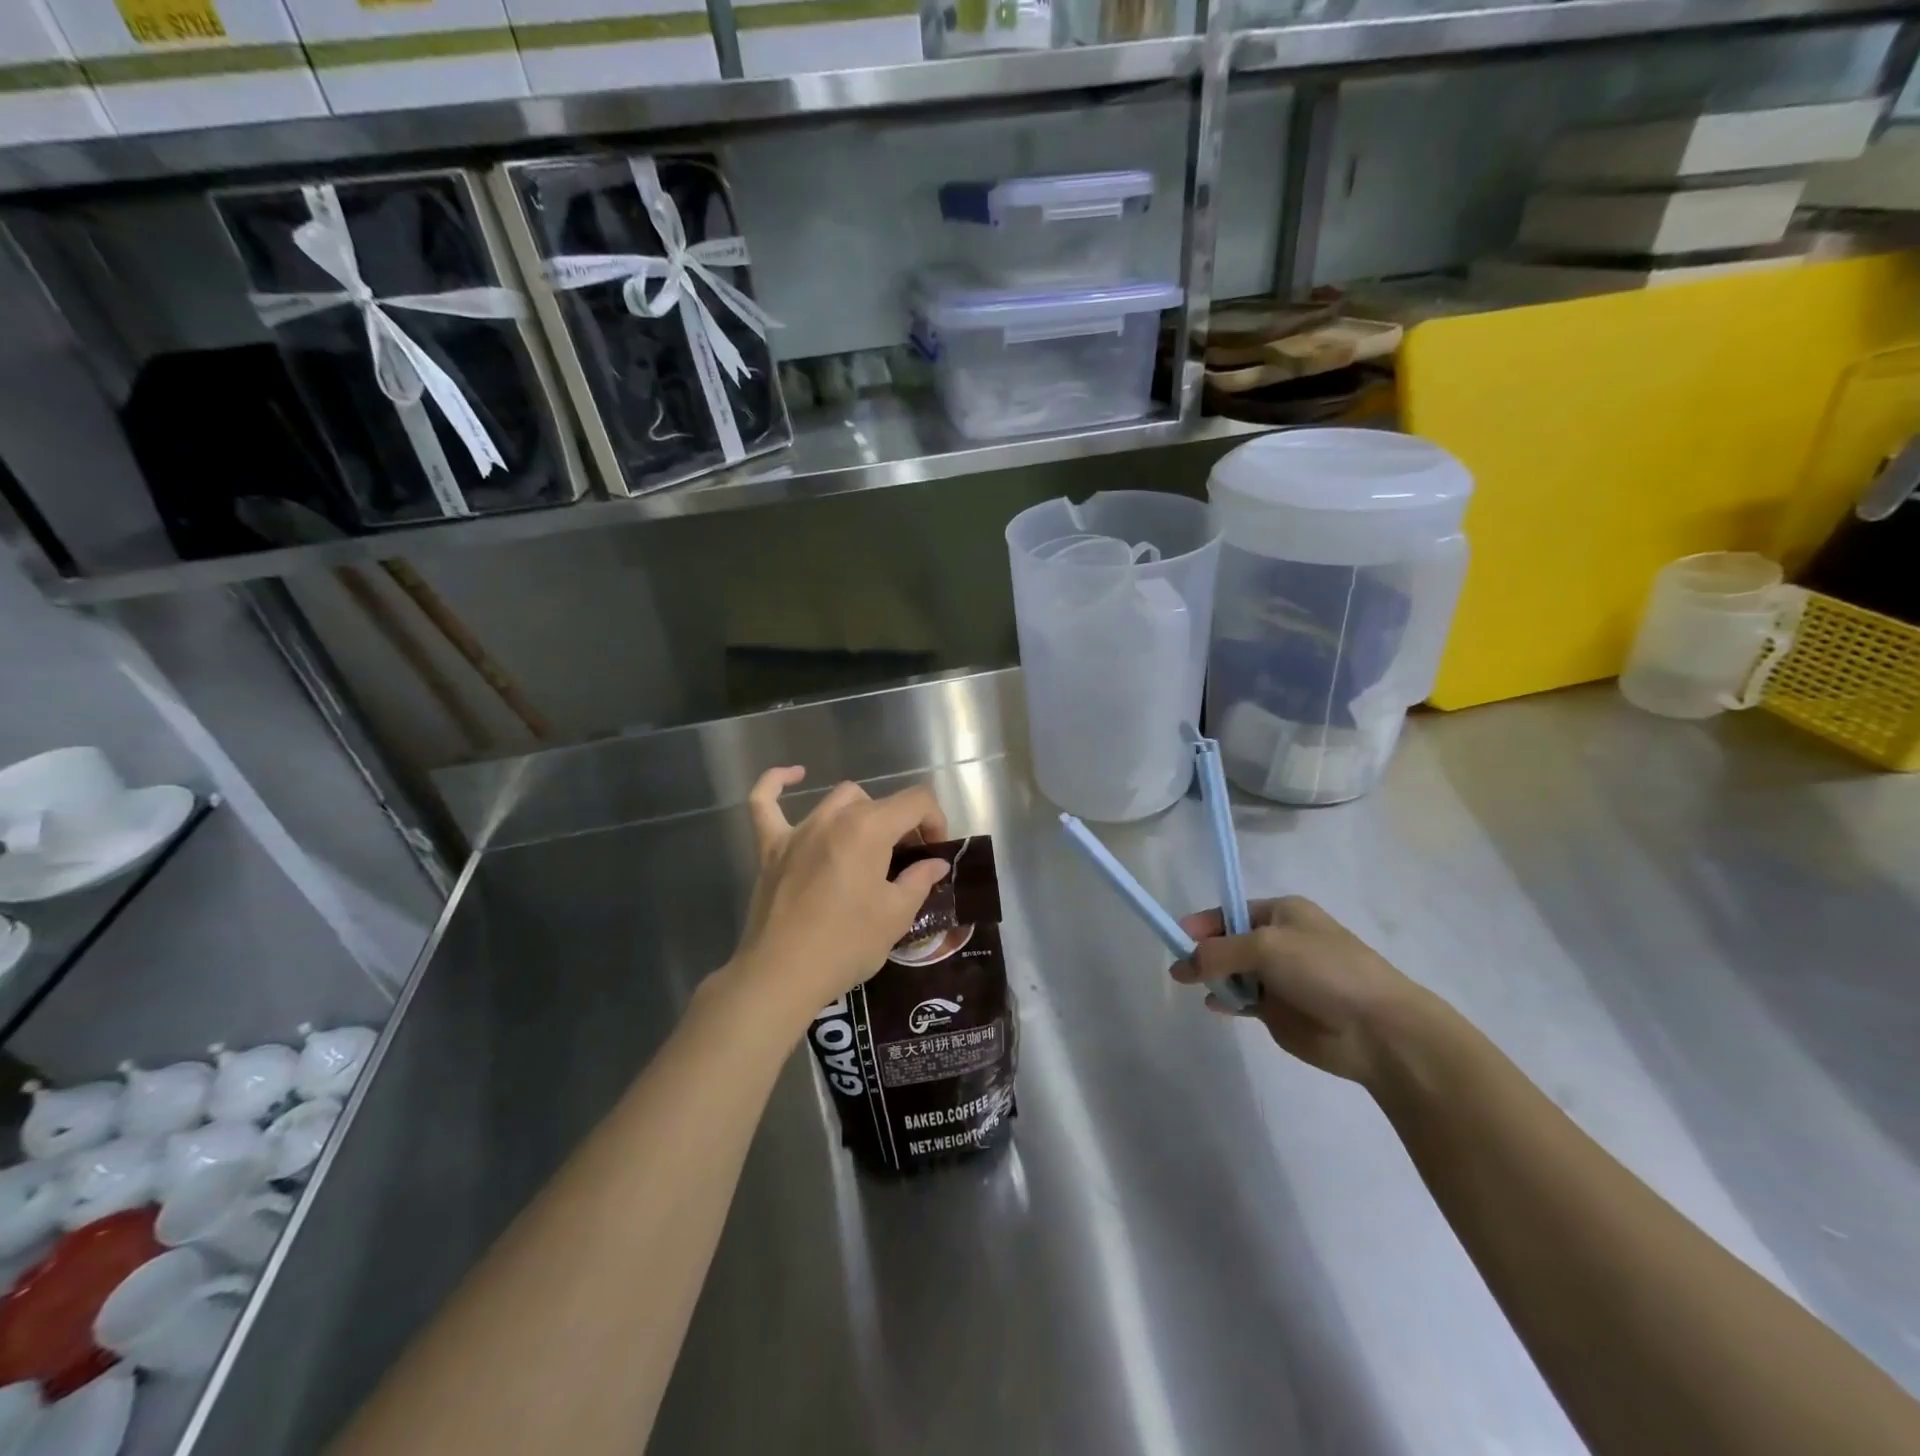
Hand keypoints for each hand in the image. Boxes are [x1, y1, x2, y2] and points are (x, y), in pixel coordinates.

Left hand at [725, 767, 951, 1024]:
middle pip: (878, 803)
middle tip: (906, 863)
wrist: (782, 975)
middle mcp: (833, 818)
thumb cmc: (846, 945)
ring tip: (868, 846)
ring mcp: (798, 830)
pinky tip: (793, 775)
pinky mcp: (770, 848)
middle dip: (901, 825)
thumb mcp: (896, 916)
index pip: (916, 801)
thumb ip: (919, 880)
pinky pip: (765, 803)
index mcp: (869, 828)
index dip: (935, 822)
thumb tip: (935, 863)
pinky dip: (777, 784)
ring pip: (838, 801)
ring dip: (861, 814)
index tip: (935, 854)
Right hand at [1171, 896, 1423, 1086]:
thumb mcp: (1265, 947)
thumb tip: (1182, 966)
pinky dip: (1226, 1001)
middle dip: (1204, 952)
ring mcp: (1280, 978)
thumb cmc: (1323, 971)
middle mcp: (1279, 941)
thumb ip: (1218, 953)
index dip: (1202, 923)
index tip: (1176, 937)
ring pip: (1233, 972)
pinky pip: (1243, 1000)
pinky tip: (1214, 1006)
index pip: (1229, 911)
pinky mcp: (1280, 1011)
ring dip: (1214, 978)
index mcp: (1282, 913)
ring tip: (1195, 986)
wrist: (1378, 1029)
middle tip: (1182, 969)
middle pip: (1227, 942)